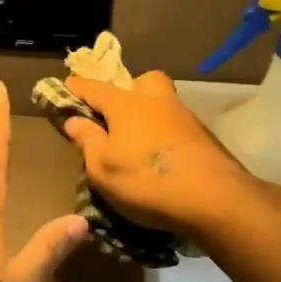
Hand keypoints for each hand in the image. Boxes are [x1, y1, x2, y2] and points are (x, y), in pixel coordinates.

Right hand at [61, 71, 255, 233]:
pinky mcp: (203, 136)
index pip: (94, 88)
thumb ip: (87, 141)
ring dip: (147, 113)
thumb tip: (74, 120)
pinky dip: (164, 133)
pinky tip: (159, 156)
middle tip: (116, 115)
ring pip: (161, 102)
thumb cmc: (146, 181)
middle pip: (141, 82)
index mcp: (126, 105)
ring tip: (135, 143)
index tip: (66, 85)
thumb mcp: (102, 169)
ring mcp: (184, 116)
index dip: (77, 87)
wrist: (214, 199)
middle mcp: (156, 101)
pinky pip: (175, 124)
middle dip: (127, 90)